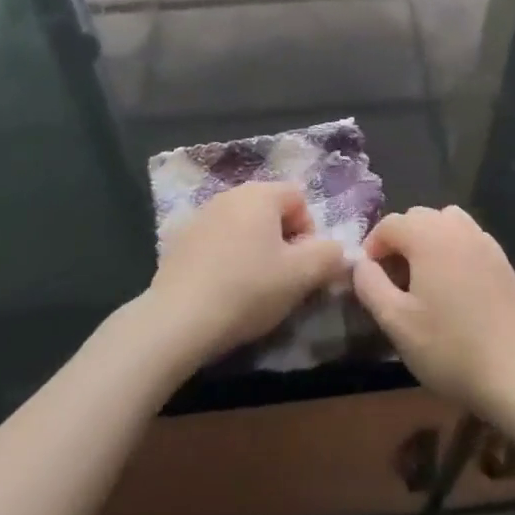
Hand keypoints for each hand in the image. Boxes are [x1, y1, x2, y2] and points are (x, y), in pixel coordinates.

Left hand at [145, 182, 349, 368]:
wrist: (176, 320)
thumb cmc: (246, 290)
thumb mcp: (300, 277)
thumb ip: (329, 256)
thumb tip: (338, 250)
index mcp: (260, 194)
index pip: (299, 198)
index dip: (309, 232)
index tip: (302, 267)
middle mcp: (230, 194)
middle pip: (270, 210)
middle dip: (282, 241)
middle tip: (281, 279)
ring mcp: (201, 215)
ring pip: (243, 226)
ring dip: (255, 249)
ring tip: (252, 288)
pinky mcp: (180, 240)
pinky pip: (218, 241)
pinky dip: (227, 258)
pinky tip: (223, 290)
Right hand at [352, 205, 514, 415]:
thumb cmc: (450, 347)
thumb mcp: (396, 322)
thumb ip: (370, 285)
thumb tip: (360, 264)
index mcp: (428, 235)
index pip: (389, 224)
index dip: (372, 248)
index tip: (369, 281)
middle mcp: (456, 227)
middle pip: (417, 218)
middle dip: (399, 243)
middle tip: (393, 283)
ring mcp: (483, 240)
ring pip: (445, 224)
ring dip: (427, 242)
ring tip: (423, 280)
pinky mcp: (502, 259)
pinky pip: (467, 240)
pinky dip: (452, 251)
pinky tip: (454, 289)